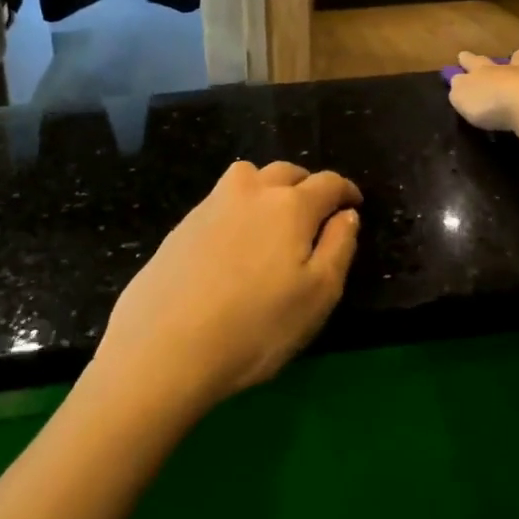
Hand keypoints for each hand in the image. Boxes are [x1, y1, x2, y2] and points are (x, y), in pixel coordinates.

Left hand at [93, 161, 362, 414]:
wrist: (164, 346)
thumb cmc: (255, 327)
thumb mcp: (318, 296)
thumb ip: (339, 247)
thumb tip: (347, 214)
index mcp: (290, 205)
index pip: (327, 183)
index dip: (346, 190)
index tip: (355, 202)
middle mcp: (251, 191)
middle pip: (287, 172)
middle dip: (307, 185)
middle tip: (316, 212)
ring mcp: (212, 203)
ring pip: (249, 177)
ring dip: (269, 187)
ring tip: (273, 217)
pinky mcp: (183, 223)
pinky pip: (222, 199)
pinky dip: (239, 207)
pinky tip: (235, 240)